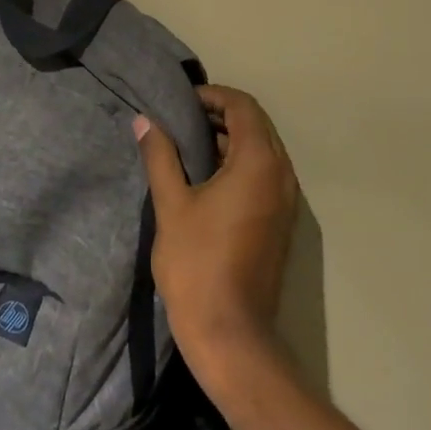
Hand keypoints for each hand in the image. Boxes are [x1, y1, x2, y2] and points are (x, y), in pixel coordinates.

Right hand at [133, 85, 299, 387]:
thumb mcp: (171, 204)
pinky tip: (207, 176)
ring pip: (262, 150)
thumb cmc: (197, 263)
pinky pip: (264, 174)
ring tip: (189, 143)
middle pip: (257, 125)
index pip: (243, 107)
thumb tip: (144, 120)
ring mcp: (285, 200)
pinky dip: (239, 163)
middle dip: (221, 114)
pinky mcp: (280, 221)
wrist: (230, 333)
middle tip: (182, 118)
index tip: (181, 102)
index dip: (213, 96)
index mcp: (258, 163)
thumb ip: (160, 156)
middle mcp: (281, 175)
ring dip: (230, 138)